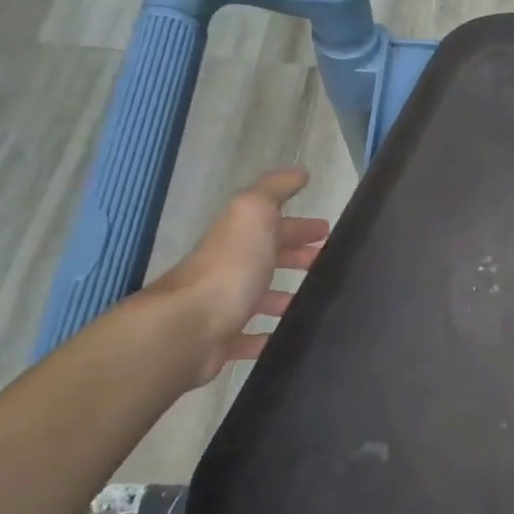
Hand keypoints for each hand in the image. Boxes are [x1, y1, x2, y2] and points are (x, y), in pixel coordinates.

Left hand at [140, 168, 330, 388]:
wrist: (187, 328)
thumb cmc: (229, 268)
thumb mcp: (252, 213)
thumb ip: (273, 190)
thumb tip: (298, 172)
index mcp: (238, 238)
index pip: (273, 226)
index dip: (300, 226)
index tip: (327, 232)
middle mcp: (227, 269)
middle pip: (265, 259)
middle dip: (294, 257)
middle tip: (325, 264)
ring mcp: (221, 307)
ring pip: (257, 297)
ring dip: (282, 296)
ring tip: (311, 301)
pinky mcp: (221, 342)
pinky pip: (247, 337)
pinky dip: (265, 335)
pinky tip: (283, 337)